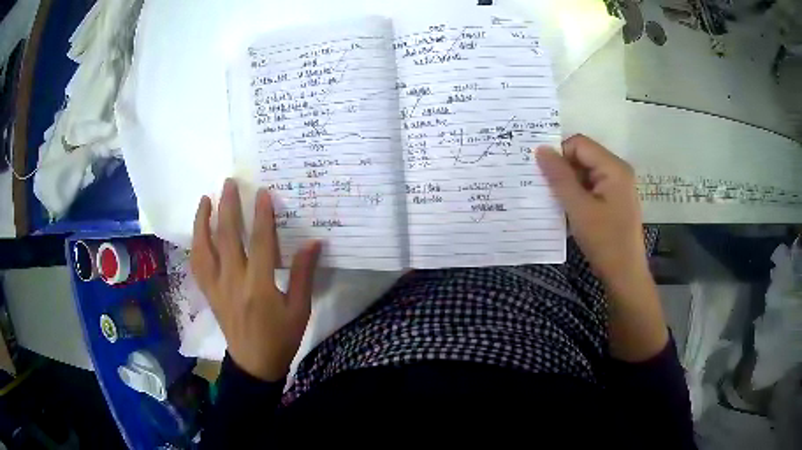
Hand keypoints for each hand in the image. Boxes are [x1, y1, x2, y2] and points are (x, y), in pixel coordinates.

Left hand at [191, 179, 321, 380]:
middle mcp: (233, 281)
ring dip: (203, 221)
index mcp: (259, 286)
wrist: (255, 363)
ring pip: (204, 248)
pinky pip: (197, 265)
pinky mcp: (208, 293)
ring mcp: (216, 287)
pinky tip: (198, 232)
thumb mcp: (300, 310)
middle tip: (228, 183)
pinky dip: (195, 245)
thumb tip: (314, 243)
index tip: (262, 192)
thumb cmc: (281, 337)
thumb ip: (303, 274)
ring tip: (205, 200)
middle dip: (227, 206)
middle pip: (227, 237)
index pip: (260, 242)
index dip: (262, 215)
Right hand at [536, 134, 647, 293]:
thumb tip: (540, 149)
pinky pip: (591, 186)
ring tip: (553, 200)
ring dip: (568, 183)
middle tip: (543, 187)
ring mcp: (617, 186)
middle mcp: (617, 170)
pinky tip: (567, 209)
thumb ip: (559, 177)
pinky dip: (577, 194)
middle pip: (583, 156)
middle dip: (563, 169)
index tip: (541, 173)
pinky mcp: (614, 200)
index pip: (579, 144)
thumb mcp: (579, 208)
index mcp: (613, 167)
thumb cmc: (604, 241)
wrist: (624, 274)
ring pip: (585, 172)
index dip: (558, 153)